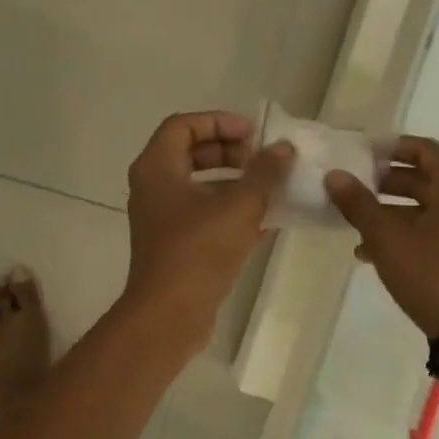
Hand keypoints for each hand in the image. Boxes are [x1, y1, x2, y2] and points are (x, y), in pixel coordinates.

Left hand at [124, 111, 294, 343]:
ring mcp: (164, 219)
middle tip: (262, 160)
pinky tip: (268, 219)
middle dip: (230, 152)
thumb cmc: (199, 251)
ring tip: (271, 188)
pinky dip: (233, 211)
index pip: (184, 125)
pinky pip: (206, 215)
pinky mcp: (177, 245)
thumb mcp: (239, 206)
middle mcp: (154, 188)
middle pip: (191, 153)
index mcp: (157, 169)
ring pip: (201, 187)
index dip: (220, 122)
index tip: (254, 135)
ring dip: (236, 183)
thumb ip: (264, 173)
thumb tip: (283, 149)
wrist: (170, 315)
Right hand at [324, 136, 438, 339]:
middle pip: (422, 178)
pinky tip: (366, 253)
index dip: (390, 147)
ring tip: (351, 221)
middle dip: (383, 182)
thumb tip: (335, 175)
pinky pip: (426, 233)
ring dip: (387, 212)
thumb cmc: (431, 273)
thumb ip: (359, 204)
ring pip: (421, 208)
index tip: (359, 154)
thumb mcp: (387, 237)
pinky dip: (400, 235)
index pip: (423, 149)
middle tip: (349, 185)